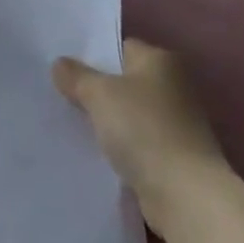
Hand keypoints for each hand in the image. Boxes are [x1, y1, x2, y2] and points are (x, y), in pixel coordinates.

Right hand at [54, 39, 227, 222]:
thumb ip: (76, 76)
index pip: (120, 48)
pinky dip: (118, 145)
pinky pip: (136, 141)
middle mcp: (174, 86)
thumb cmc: (143, 129)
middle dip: (96, 90)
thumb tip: (60, 64)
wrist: (183, 193)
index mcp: (162, 61)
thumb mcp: (99, 94)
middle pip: (124, 81)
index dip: (92, 56)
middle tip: (60, 95)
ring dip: (106, 120)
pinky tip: (94, 151)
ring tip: (69, 124)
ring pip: (128, 113)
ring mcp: (176, 122)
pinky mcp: (173, 155)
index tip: (63, 69)